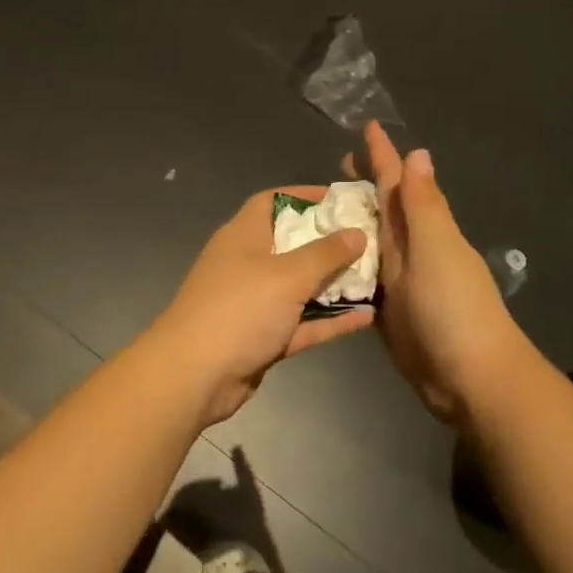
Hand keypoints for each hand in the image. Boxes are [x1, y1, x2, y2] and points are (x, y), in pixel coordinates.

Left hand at [145, 187, 373, 426]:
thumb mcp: (287, 275)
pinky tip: (368, 317)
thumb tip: (357, 232)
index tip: (343, 200)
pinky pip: (303, 322)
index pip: (274, 201)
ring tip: (378, 276)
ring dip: (334, 283)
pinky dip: (330, 319)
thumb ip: (326, 253)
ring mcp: (255, 302)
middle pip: (293, 243)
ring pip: (301, 286)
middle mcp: (248, 263)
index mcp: (244, 235)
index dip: (306, 196)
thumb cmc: (239, 309)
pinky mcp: (263, 337)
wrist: (194, 376)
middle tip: (371, 239)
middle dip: (330, 242)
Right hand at [347, 122, 531, 423]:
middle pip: (384, 208)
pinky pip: (363, 277)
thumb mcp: (437, 249)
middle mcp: (412, 249)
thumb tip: (419, 152)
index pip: (400, 183)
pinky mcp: (388, 311)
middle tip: (338, 163)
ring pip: (371, 241)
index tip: (368, 126)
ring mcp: (400, 281)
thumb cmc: (454, 308)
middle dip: (365, 183)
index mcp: (424, 230)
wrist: (469, 378)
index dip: (383, 155)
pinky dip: (347, 264)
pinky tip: (326, 260)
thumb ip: (424, 205)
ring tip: (324, 206)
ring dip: (353, 221)